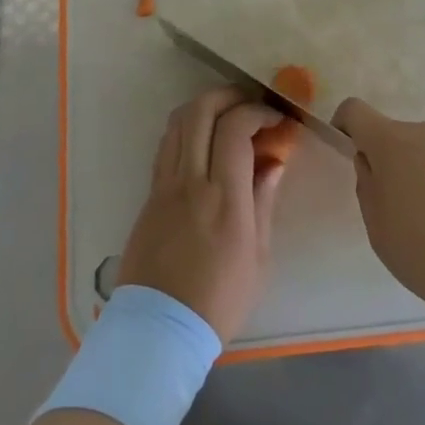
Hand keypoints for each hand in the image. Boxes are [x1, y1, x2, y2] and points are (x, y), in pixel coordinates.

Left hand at [116, 86, 286, 342]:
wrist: (159, 329)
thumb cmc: (219, 300)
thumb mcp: (258, 256)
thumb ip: (264, 201)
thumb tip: (273, 162)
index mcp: (224, 199)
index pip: (235, 129)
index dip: (257, 112)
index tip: (274, 119)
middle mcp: (191, 181)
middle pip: (201, 111)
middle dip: (229, 96)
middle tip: (250, 104)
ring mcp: (164, 185)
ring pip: (178, 122)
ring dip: (205, 107)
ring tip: (227, 116)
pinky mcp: (149, 194)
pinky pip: (167, 145)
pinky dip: (187, 129)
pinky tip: (204, 143)